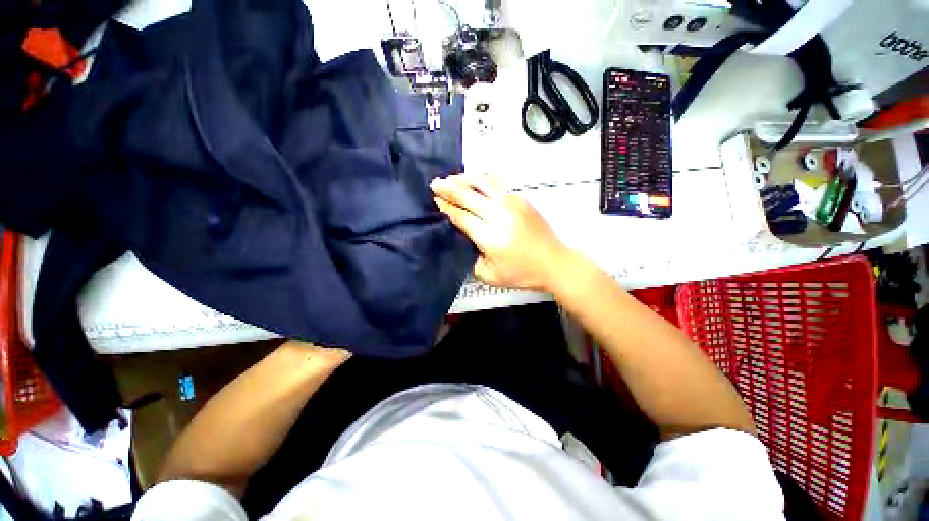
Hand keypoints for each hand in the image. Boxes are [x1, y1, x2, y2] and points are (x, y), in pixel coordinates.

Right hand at [430, 173, 571, 290]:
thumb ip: (471, 259)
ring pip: (483, 182)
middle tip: (435, 184)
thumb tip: (462, 239)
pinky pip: (496, 184)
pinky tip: (474, 183)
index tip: (434, 200)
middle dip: (449, 188)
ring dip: (464, 178)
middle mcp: (500, 215)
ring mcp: (512, 203)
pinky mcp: (521, 199)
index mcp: (490, 237)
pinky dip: (480, 180)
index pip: (462, 216)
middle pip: (469, 195)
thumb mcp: (490, 276)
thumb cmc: (522, 273)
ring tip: (452, 179)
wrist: (554, 262)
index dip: (446, 207)